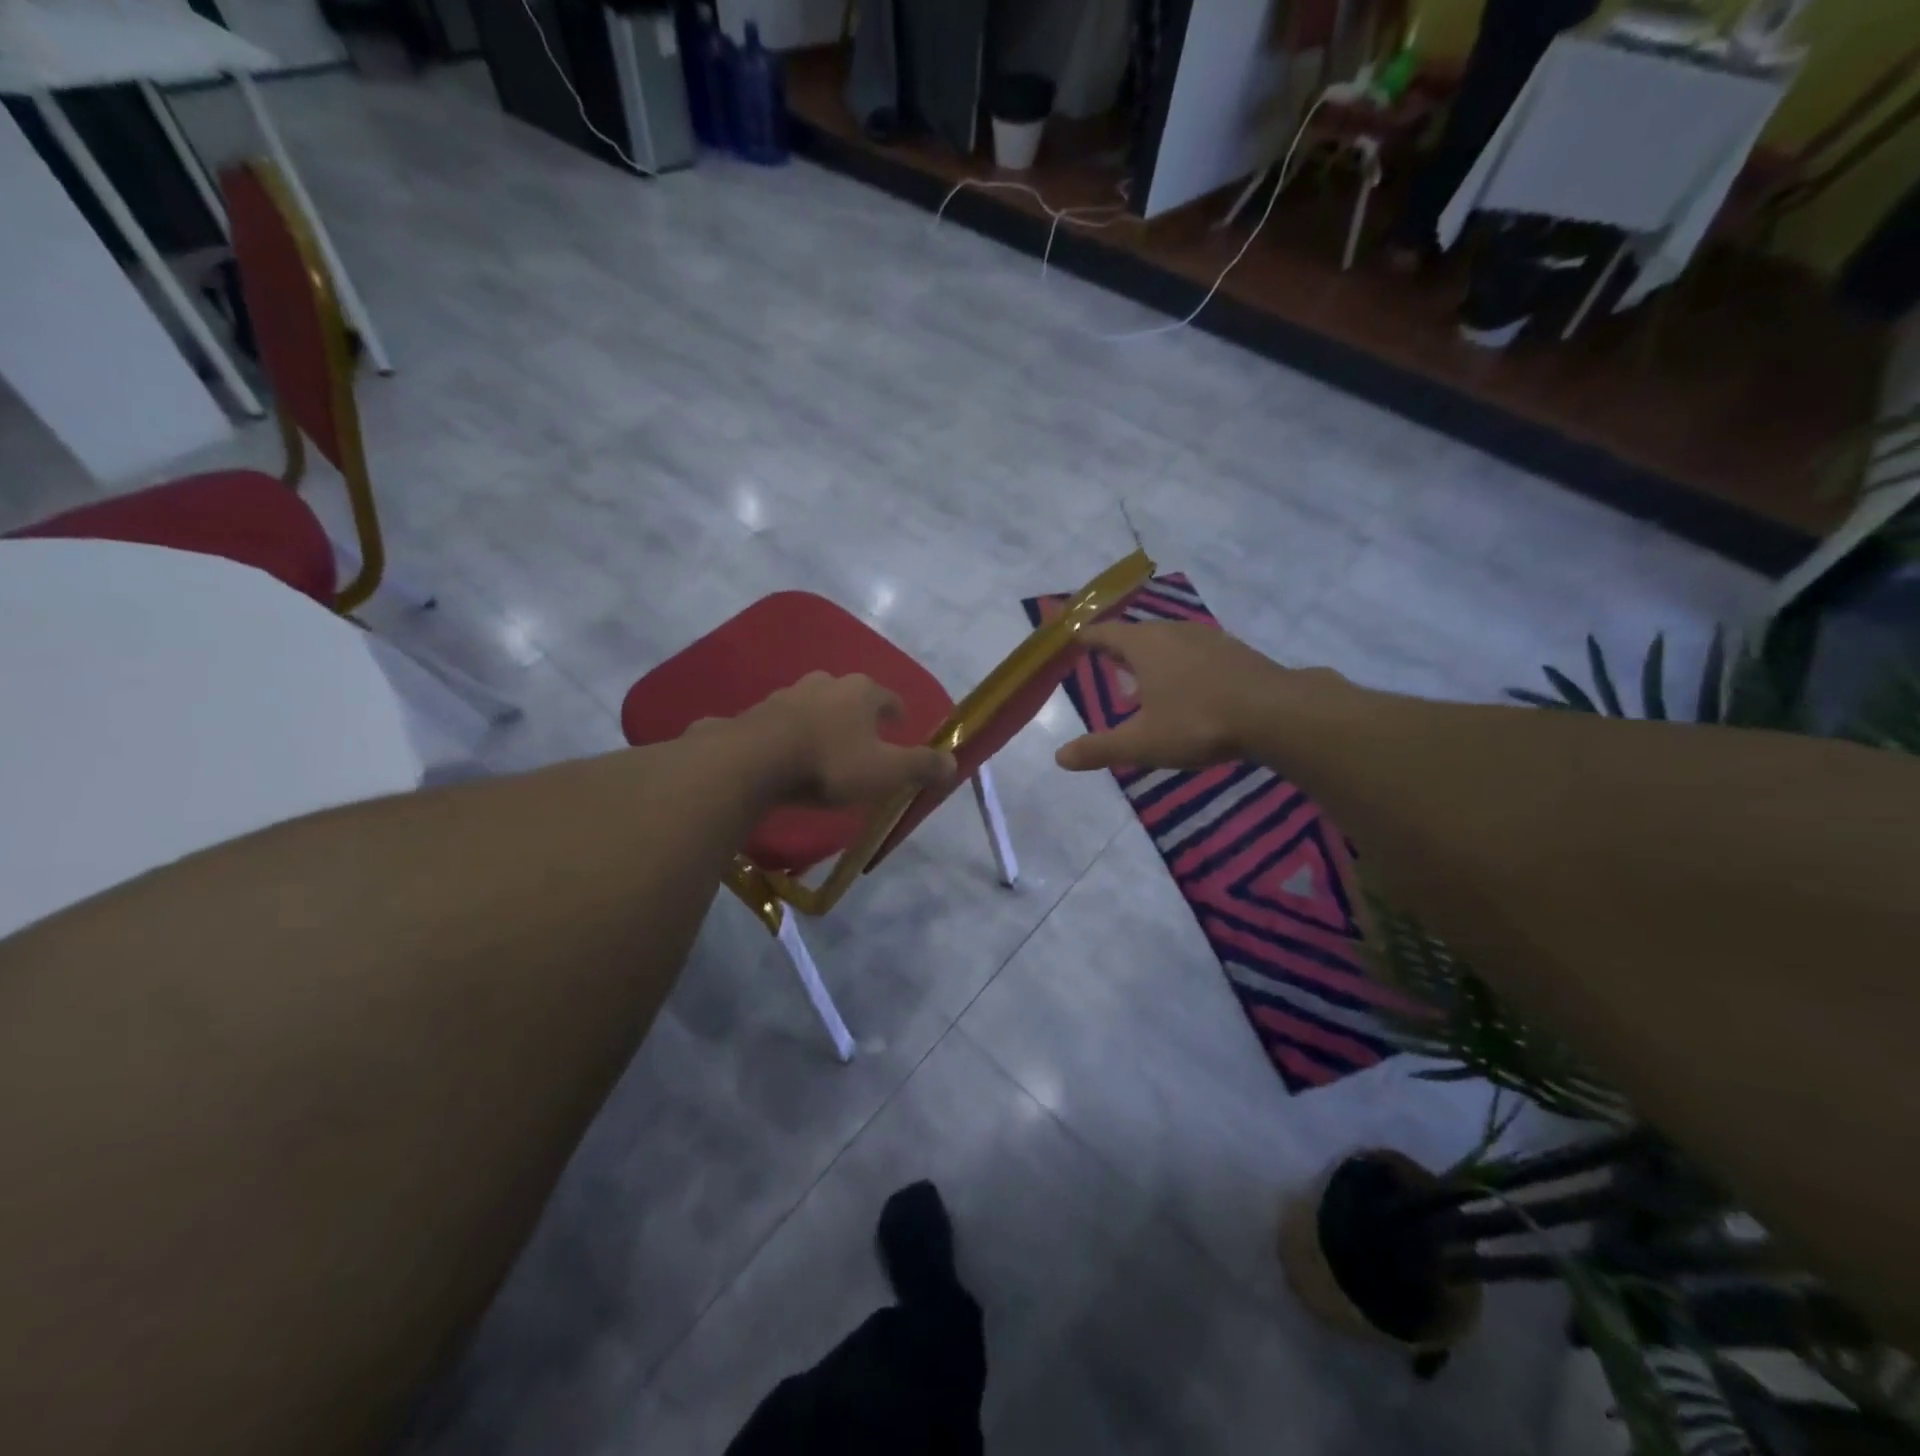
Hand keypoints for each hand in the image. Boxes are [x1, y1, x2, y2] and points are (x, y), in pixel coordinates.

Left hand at [732, 672, 956, 806]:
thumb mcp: (885, 771)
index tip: (900, 725)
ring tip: (827, 746)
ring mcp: (788, 693)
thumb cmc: (830, 763)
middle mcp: (826, 683)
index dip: (897, 712)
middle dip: (859, 714)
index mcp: (861, 691)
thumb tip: (954, 763)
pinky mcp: (758, 711)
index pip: (889, 697)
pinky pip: (785, 721)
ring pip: (815, 704)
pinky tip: (791, 753)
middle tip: (864, 738)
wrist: (754, 761)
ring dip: (824, 721)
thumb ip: (921, 766)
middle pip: (850, 695)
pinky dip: (794, 732)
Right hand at [1055, 622, 1325, 771]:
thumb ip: (1100, 748)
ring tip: (1143, 676)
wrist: (1275, 713)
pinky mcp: (1235, 652)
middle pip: (1138, 634)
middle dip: (1119, 647)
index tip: (1073, 638)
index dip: (1087, 637)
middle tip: (1106, 659)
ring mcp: (1208, 639)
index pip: (1106, 633)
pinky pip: (1195, 651)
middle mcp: (1174, 632)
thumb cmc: (1198, 722)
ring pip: (1169, 641)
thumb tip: (1060, 757)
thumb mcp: (1142, 743)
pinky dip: (1180, 663)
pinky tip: (1187, 686)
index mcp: (1145, 646)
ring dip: (1152, 655)